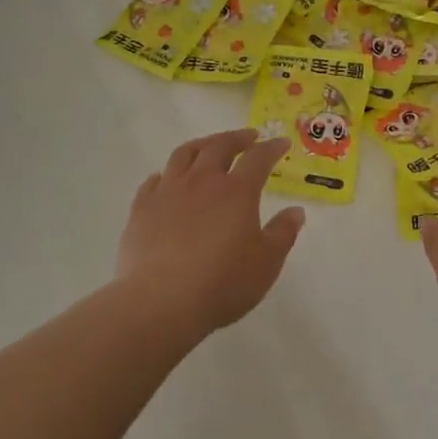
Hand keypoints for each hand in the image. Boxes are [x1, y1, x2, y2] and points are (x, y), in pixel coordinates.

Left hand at [117, 129, 305, 335]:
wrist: (160, 302)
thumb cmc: (223, 282)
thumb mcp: (267, 262)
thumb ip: (283, 233)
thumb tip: (296, 211)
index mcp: (237, 191)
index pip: (258, 158)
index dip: (272, 148)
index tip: (281, 143)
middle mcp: (202, 182)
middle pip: (219, 146)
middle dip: (237, 138)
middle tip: (248, 137)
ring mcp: (168, 192)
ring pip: (184, 154)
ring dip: (202, 145)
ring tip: (210, 147)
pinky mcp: (142, 209)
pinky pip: (154, 180)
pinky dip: (167, 173)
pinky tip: (168, 179)